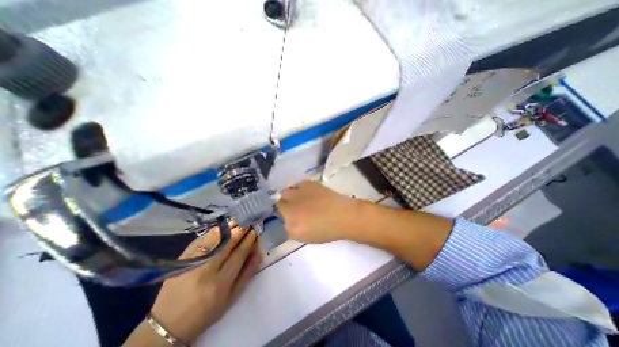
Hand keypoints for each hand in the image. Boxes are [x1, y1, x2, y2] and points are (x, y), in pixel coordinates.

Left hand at [147, 226, 258, 342]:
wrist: (169, 323)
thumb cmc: (207, 311)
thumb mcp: (232, 297)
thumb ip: (247, 273)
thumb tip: (258, 251)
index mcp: (221, 284)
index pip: (239, 255)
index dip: (248, 241)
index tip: (254, 231)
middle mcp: (205, 272)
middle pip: (226, 245)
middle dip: (239, 231)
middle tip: (247, 223)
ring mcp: (191, 264)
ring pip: (212, 240)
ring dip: (227, 229)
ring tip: (237, 222)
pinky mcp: (180, 260)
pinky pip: (199, 240)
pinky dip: (212, 232)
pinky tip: (220, 228)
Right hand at [277, 181, 360, 242]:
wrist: (343, 215)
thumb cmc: (326, 230)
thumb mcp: (304, 236)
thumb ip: (291, 227)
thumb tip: (287, 218)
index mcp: (290, 222)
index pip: (278, 214)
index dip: (283, 214)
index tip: (289, 215)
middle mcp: (291, 205)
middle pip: (280, 200)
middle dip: (285, 203)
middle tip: (295, 207)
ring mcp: (299, 192)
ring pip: (287, 191)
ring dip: (291, 195)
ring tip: (301, 199)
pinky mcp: (308, 184)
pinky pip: (298, 185)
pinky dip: (301, 189)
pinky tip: (309, 193)